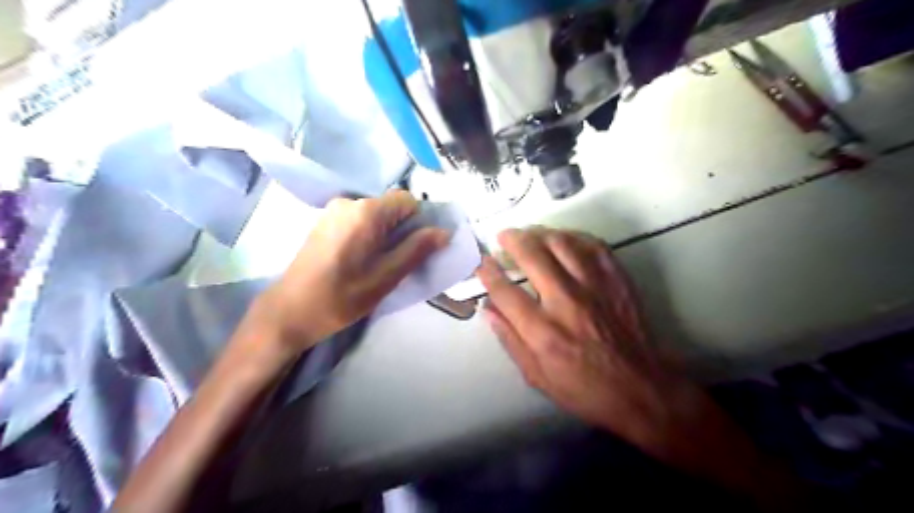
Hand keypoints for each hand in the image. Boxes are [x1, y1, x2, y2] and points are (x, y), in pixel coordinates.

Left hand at [253, 191, 447, 358]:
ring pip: (376, 214)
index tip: (416, 249)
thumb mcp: (386, 277)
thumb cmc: (341, 298)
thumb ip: (416, 250)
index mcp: (365, 212)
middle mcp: (349, 202)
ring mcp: (333, 210)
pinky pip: (359, 219)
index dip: (419, 222)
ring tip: (378, 263)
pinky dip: (369, 234)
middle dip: (402, 230)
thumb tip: (444, 232)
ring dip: (386, 234)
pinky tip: (359, 259)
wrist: (289, 311)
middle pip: (391, 206)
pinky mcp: (325, 221)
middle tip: (397, 261)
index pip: (408, 201)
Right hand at [478, 229, 704, 448]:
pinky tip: (564, 240)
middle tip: (504, 237)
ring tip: (530, 234)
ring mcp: (595, 287)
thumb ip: (510, 339)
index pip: (505, 291)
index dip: (488, 272)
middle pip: (532, 255)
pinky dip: (573, 236)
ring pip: (561, 243)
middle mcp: (566, 302)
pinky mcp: (617, 280)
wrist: (641, 388)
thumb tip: (487, 309)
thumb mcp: (537, 376)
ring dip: (540, 233)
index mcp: (543, 331)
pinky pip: (593, 245)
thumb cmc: (584, 388)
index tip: (481, 262)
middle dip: (512, 240)